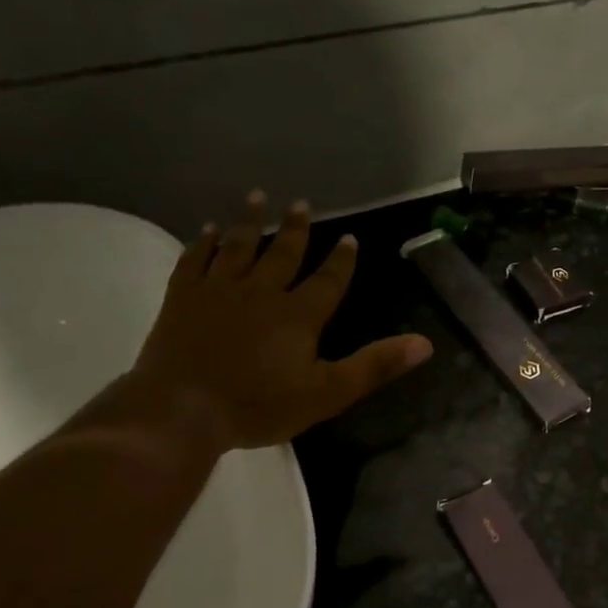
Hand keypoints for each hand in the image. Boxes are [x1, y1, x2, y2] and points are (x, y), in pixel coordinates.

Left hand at [133, 191, 432, 449]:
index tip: (349, 238)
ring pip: (238, 247)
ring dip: (250, 221)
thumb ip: (375, 366)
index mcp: (298, 315)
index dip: (341, 260)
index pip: (328, 280)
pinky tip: (208, 230)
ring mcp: (218, 291)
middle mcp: (261, 292)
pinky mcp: (182, 298)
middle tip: (302, 205)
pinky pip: (195, 260)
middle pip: (282, 253)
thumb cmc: (258, 406)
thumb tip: (425, 344)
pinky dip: (203, 243)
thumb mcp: (328, 393)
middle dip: (295, 229)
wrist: (182, 410)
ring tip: (257, 197)